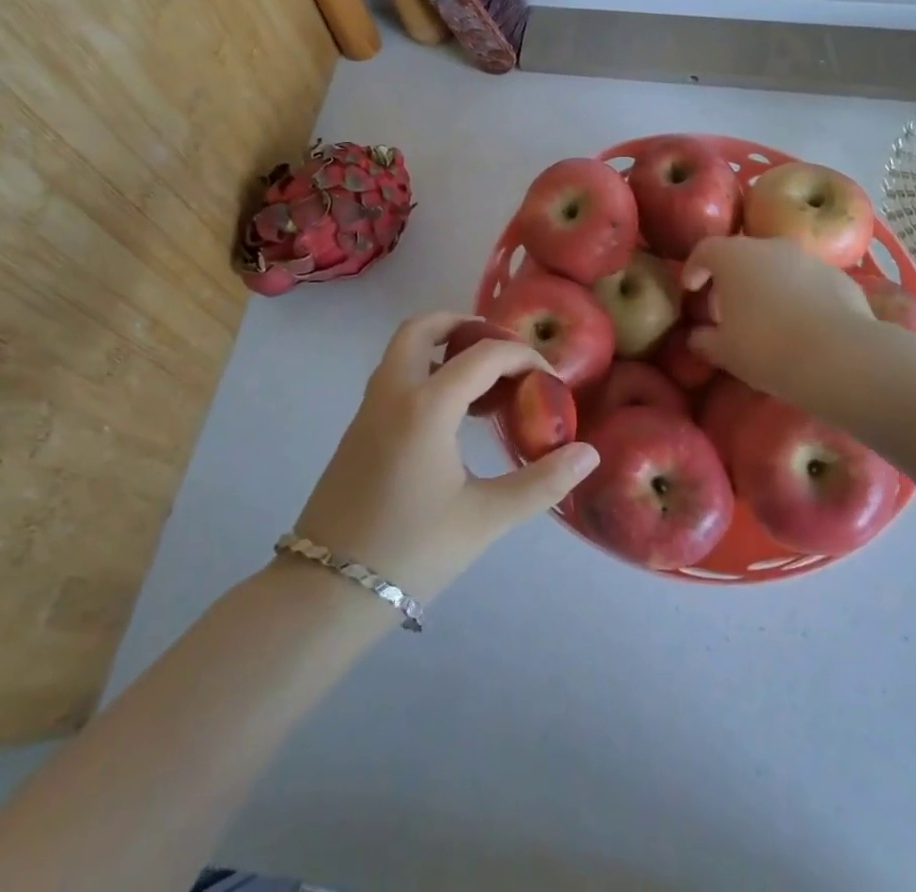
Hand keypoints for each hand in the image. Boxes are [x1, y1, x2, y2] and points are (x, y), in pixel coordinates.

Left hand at [291, 313, 598, 602]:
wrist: (327, 591)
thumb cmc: (412, 551)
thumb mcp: (485, 519)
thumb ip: (541, 483)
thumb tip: (589, 454)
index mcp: (426, 406)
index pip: (482, 356)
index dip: (522, 357)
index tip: (549, 378)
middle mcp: (392, 393)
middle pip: (422, 328)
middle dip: (462, 324)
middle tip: (498, 348)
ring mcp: (368, 410)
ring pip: (401, 351)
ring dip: (439, 346)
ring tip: (480, 378)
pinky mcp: (357, 430)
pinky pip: (393, 377)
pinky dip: (422, 371)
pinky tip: (449, 414)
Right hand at [682, 236, 915, 406]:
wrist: (841, 357)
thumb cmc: (767, 348)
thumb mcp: (725, 352)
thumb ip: (704, 340)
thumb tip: (696, 336)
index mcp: (733, 257)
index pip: (704, 250)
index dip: (694, 269)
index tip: (691, 291)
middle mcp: (770, 246)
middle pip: (742, 255)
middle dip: (732, 279)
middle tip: (727, 310)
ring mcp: (808, 258)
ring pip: (778, 266)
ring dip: (767, 285)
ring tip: (767, 319)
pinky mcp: (840, 276)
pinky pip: (808, 282)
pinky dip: (799, 296)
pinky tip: (802, 326)